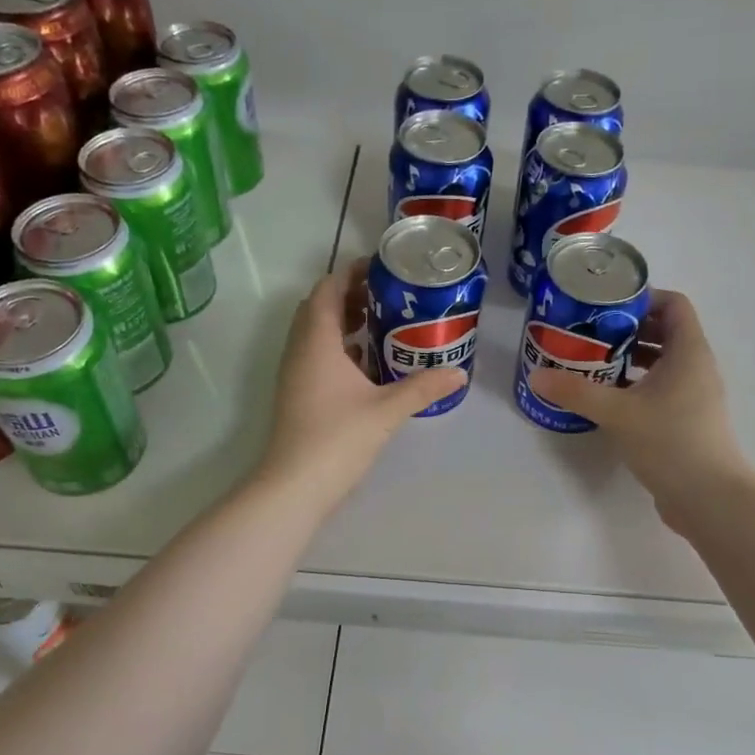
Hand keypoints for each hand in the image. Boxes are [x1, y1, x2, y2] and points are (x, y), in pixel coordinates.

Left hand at [257, 261, 466, 505]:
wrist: (294, 486)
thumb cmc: (338, 438)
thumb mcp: (387, 410)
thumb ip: (423, 387)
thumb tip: (459, 373)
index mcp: (317, 341)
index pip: (327, 290)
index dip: (350, 273)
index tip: (381, 268)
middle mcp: (299, 350)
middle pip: (319, 307)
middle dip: (349, 295)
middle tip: (387, 296)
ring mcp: (294, 374)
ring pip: (315, 333)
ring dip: (343, 322)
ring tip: (382, 323)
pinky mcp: (297, 394)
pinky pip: (316, 356)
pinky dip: (338, 348)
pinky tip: (367, 363)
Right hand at [527, 289, 754, 529]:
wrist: (709, 498)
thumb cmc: (669, 442)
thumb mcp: (617, 413)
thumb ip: (576, 391)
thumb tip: (537, 376)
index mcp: (689, 352)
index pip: (673, 304)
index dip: (642, 298)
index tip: (605, 306)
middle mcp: (696, 367)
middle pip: (664, 331)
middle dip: (626, 328)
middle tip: (589, 333)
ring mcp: (694, 394)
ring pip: (661, 362)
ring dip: (629, 357)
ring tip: (592, 362)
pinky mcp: (687, 419)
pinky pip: (661, 387)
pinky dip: (636, 384)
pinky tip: (607, 397)